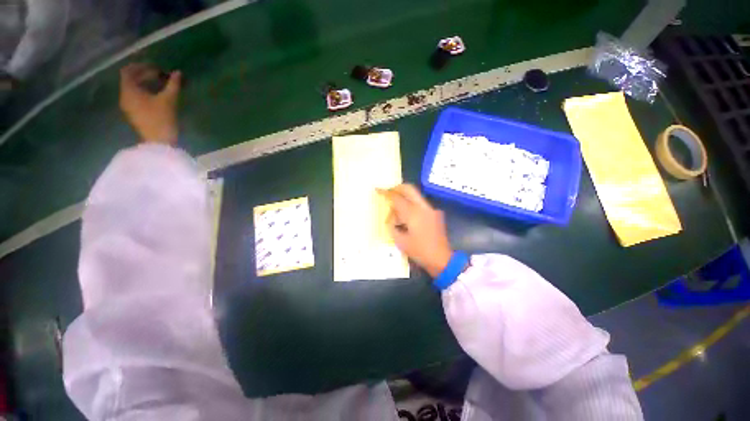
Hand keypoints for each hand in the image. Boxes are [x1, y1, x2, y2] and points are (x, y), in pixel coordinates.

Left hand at [119, 63, 180, 144]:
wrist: (159, 142)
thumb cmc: (162, 119)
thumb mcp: (169, 100)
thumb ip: (173, 84)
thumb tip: (178, 72)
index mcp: (129, 90)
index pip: (128, 71)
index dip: (141, 66)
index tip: (155, 67)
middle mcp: (124, 96)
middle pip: (130, 79)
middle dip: (144, 74)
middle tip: (160, 75)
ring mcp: (128, 106)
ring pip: (133, 88)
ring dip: (145, 83)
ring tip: (160, 84)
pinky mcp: (134, 113)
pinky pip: (136, 97)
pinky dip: (145, 92)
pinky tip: (156, 95)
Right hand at [379, 184, 452, 277]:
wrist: (442, 259)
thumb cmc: (420, 251)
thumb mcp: (400, 241)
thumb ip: (392, 227)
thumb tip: (390, 219)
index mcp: (413, 213)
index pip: (397, 198)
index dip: (386, 192)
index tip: (377, 189)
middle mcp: (423, 207)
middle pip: (409, 189)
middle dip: (397, 188)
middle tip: (388, 192)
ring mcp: (431, 210)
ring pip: (415, 196)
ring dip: (404, 198)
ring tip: (395, 212)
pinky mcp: (435, 214)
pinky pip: (420, 204)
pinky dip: (411, 206)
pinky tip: (406, 218)